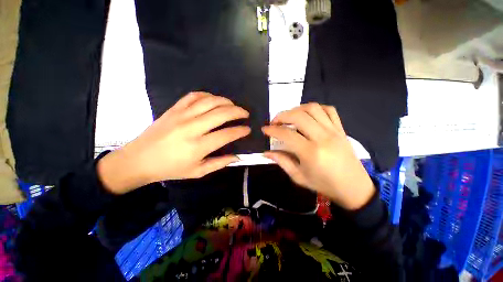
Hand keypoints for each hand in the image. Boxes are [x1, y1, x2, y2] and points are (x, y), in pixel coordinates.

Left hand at [98, 92, 249, 193]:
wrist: (139, 159)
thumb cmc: (170, 169)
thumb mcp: (198, 172)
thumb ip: (219, 163)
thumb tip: (237, 157)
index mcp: (198, 146)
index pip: (226, 134)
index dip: (240, 131)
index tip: (248, 129)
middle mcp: (191, 128)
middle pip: (221, 113)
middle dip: (237, 112)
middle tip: (245, 114)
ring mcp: (181, 115)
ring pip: (209, 101)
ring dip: (225, 101)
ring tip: (233, 105)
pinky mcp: (173, 109)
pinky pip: (193, 96)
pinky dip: (207, 95)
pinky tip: (214, 100)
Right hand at [262, 103, 374, 209]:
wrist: (354, 187)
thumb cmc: (324, 184)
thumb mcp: (299, 176)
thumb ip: (282, 161)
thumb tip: (266, 152)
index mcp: (311, 152)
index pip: (286, 134)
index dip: (272, 130)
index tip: (265, 129)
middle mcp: (322, 137)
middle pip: (299, 116)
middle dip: (282, 115)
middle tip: (275, 122)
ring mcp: (334, 131)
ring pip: (313, 108)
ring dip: (297, 109)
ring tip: (289, 117)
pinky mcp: (341, 129)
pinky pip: (329, 110)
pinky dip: (316, 109)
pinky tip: (308, 115)